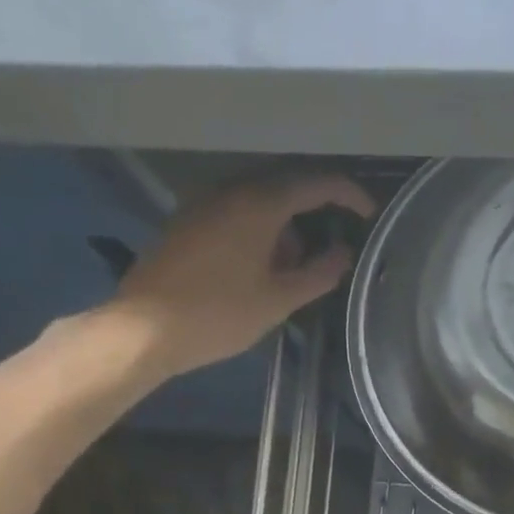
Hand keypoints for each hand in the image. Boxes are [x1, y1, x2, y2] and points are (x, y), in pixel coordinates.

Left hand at [111, 172, 375, 378]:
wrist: (144, 329)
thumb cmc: (218, 314)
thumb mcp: (278, 300)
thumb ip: (317, 274)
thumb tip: (343, 255)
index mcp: (258, 205)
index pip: (315, 184)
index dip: (348, 195)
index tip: (368, 215)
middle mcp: (230, 192)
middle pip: (285, 187)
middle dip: (315, 213)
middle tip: (334, 245)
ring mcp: (204, 205)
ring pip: (259, 202)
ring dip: (285, 227)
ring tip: (296, 269)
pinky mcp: (188, 223)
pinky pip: (235, 213)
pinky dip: (260, 232)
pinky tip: (262, 268)